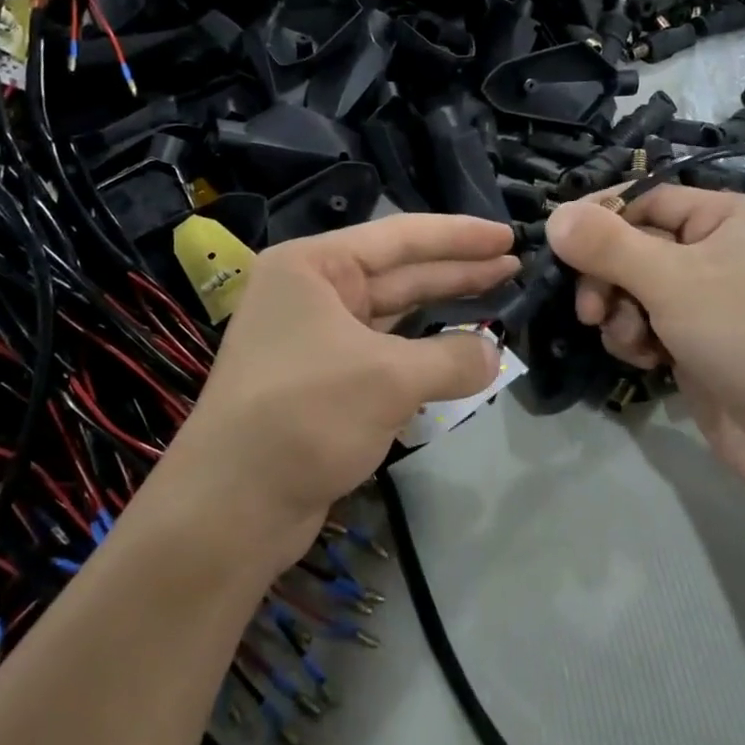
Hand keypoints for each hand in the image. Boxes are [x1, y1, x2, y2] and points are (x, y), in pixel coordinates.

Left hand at [164, 215, 518, 568]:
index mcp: (313, 266)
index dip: (459, 236)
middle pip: (399, 272)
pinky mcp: (324, 382)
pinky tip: (459, 354)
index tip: (508, 237)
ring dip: (443, 310)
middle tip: (514, 265)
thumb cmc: (305, 415)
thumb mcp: (389, 378)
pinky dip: (423, 353)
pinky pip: (385, 353)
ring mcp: (315, 338)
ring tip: (496, 300)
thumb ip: (452, 358)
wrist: (230, 507)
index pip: (399, 237)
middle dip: (457, 270)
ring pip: (394, 314)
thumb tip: (495, 354)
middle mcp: (311, 292)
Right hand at [546, 189, 744, 497]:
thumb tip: (555, 214)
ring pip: (634, 290)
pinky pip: (647, 324)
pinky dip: (638, 340)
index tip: (562, 246)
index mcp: (726, 217)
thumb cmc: (744, 333)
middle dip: (609, 280)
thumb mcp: (670, 281)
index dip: (603, 220)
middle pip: (635, 247)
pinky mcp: (697, 341)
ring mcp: (708, 299)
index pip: (647, 199)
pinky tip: (648, 361)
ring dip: (621, 315)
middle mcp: (718, 250)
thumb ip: (607, 246)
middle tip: (590, 310)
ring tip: (634, 342)